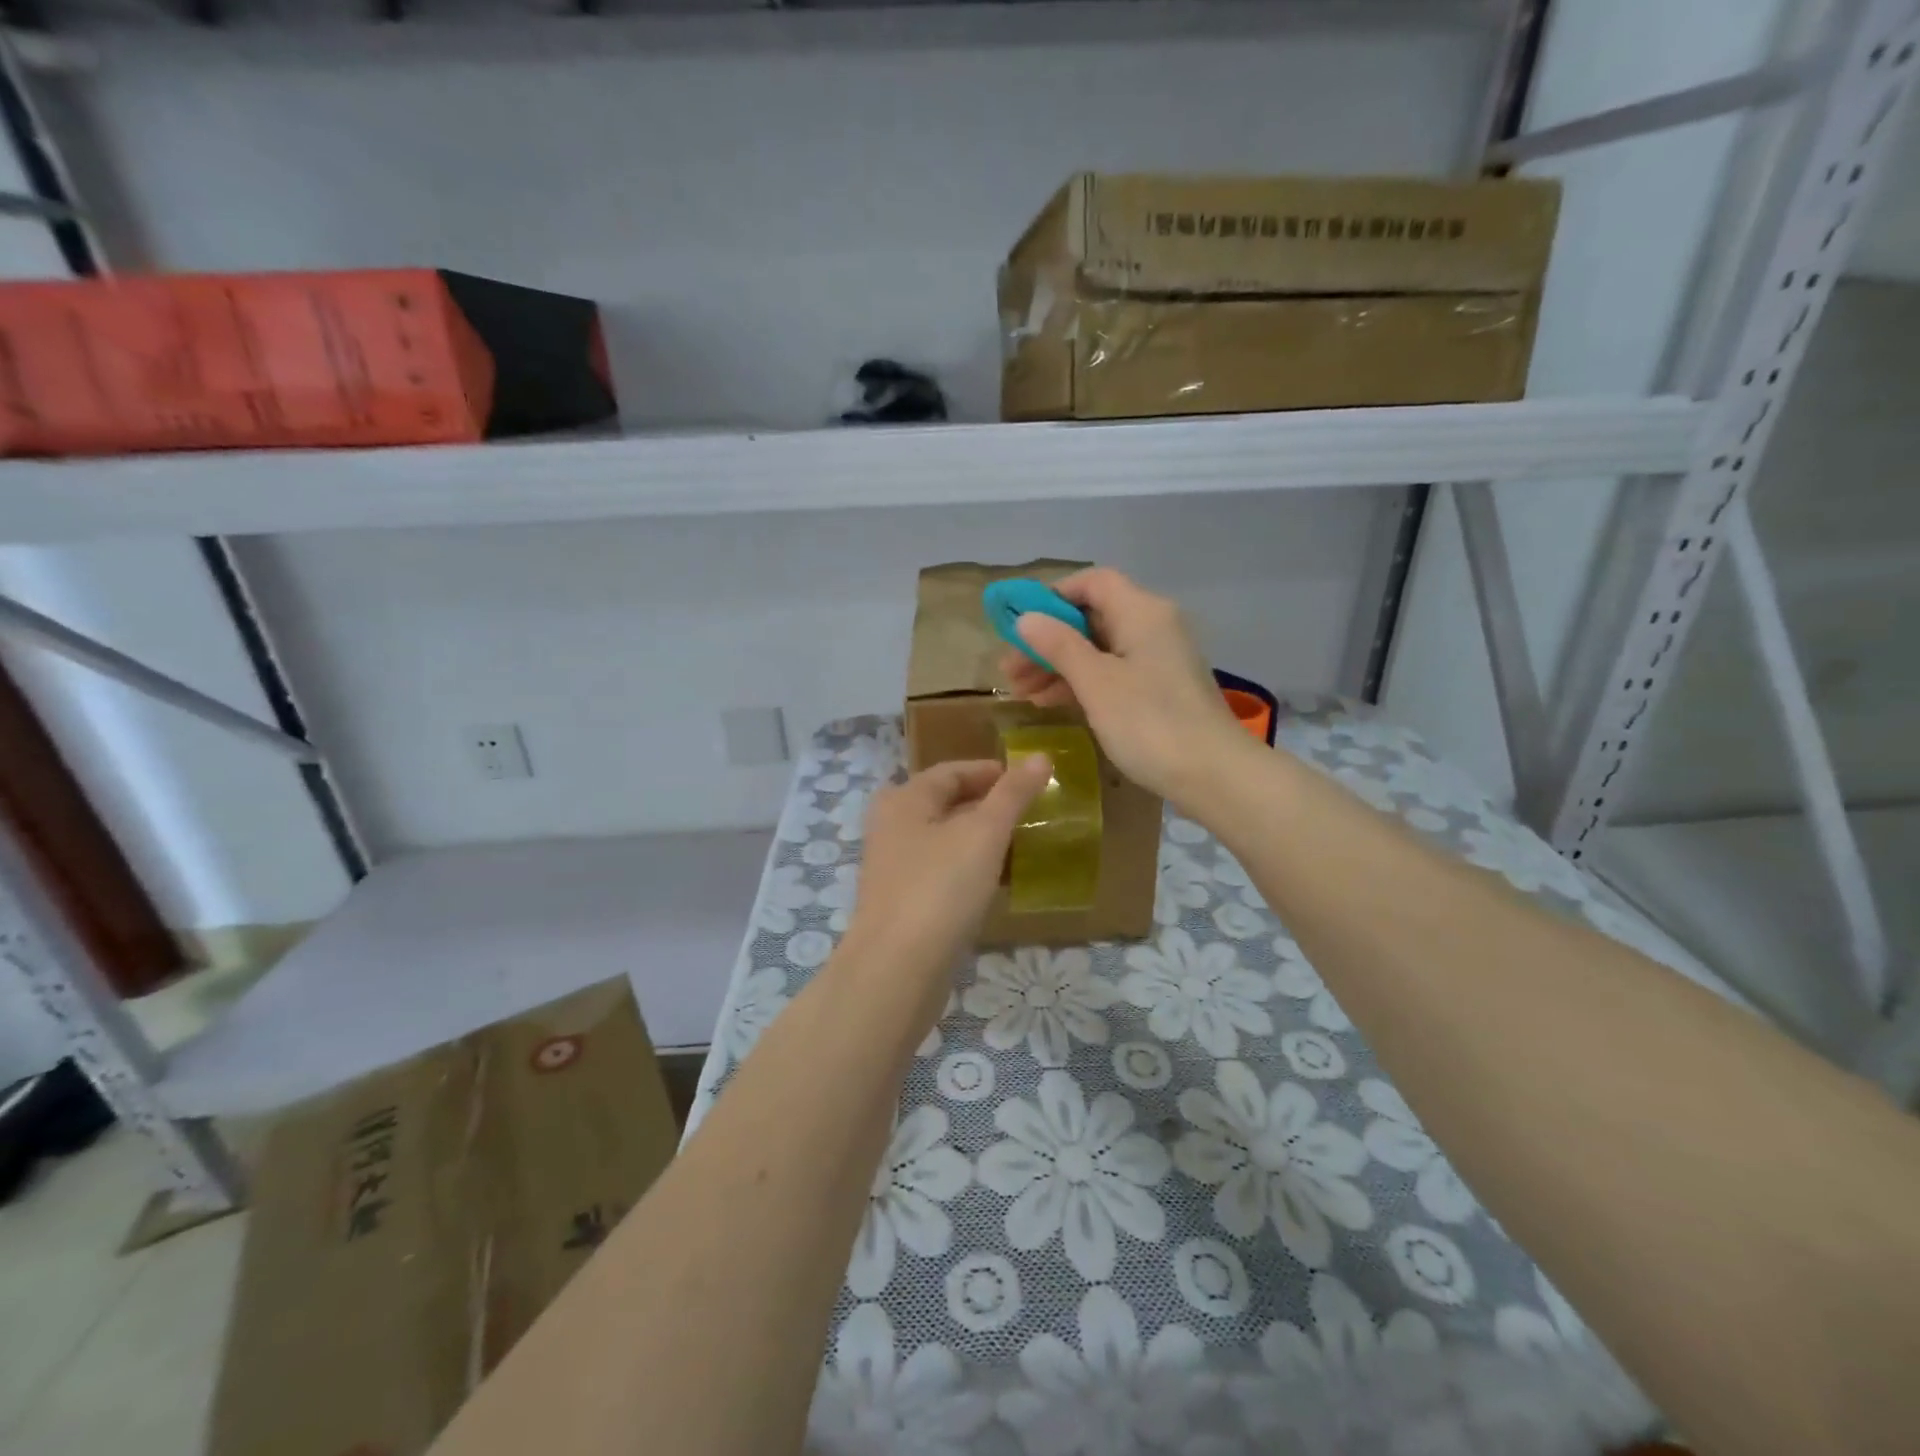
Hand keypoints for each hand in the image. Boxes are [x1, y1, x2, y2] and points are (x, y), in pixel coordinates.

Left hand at [839, 757, 1051, 1015]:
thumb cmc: (940, 888)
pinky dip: (969, 869)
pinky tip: (996, 883)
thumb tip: (1040, 756)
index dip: (990, 772)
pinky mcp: (902, 902)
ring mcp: (894, 867)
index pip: (951, 771)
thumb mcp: (984, 834)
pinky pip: (941, 872)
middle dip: (987, 806)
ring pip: (944, 840)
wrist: (897, 969)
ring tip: (1021, 846)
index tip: (1029, 781)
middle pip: (945, 804)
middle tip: (1028, 813)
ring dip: (980, 839)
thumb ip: (1012, 794)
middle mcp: (892, 826)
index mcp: (905, 799)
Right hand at [1000, 567, 1248, 809]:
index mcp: (1141, 611)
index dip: (1052, 598)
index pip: (1092, 583)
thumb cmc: (1150, 723)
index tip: (1020, 626)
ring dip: (1059, 666)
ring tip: (1022, 693)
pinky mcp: (1160, 689)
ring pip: (1099, 649)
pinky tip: (1051, 702)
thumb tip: (1026, 618)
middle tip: (1010, 671)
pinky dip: (1082, 683)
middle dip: (1048, 641)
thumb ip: (1058, 646)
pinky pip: (1113, 673)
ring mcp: (1158, 659)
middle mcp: (1153, 625)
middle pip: (1092, 618)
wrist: (1214, 775)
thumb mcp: (1096, 683)